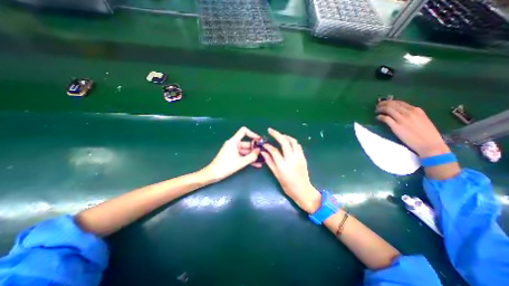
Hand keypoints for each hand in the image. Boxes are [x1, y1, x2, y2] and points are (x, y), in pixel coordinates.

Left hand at [201, 127, 259, 182]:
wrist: (214, 173)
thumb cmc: (226, 166)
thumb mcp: (241, 162)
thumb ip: (251, 156)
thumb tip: (259, 151)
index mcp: (234, 141)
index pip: (244, 131)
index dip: (252, 134)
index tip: (259, 140)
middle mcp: (234, 144)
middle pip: (247, 143)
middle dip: (255, 148)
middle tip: (263, 153)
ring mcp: (233, 150)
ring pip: (246, 150)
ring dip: (253, 155)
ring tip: (261, 160)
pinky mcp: (233, 155)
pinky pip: (243, 155)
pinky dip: (248, 158)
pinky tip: (256, 164)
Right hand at [263, 129, 316, 213]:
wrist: (303, 190)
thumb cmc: (288, 185)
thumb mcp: (276, 175)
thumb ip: (270, 162)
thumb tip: (263, 152)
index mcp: (283, 166)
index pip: (274, 151)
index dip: (268, 146)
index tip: (264, 143)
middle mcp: (291, 159)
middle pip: (284, 142)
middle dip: (277, 134)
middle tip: (270, 130)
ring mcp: (299, 157)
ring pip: (293, 141)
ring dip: (285, 136)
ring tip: (279, 135)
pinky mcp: (303, 157)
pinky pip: (297, 145)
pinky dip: (292, 141)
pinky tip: (287, 142)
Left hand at [372, 100, 448, 157]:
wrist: (430, 144)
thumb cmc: (427, 134)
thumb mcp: (422, 119)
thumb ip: (412, 114)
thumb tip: (400, 112)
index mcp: (416, 110)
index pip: (399, 102)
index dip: (389, 102)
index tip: (384, 104)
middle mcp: (409, 112)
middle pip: (392, 104)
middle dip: (382, 104)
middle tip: (377, 106)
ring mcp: (402, 119)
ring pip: (387, 109)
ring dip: (379, 109)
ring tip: (376, 111)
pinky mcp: (396, 126)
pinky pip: (385, 118)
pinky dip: (379, 117)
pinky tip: (377, 118)